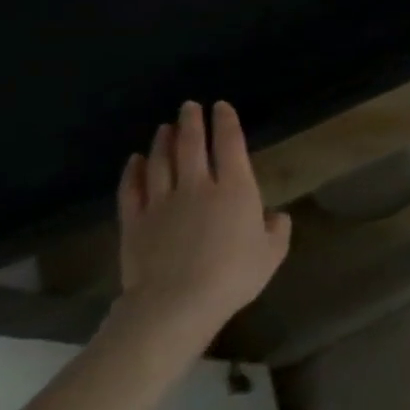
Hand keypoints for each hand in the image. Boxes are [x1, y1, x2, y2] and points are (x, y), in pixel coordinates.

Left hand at [114, 100, 291, 353]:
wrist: (176, 303)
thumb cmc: (234, 275)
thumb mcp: (272, 253)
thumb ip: (277, 229)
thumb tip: (274, 216)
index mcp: (236, 190)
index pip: (231, 145)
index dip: (227, 123)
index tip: (222, 107)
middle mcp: (198, 186)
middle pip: (192, 146)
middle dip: (192, 122)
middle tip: (189, 106)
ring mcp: (162, 202)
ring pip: (160, 162)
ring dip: (163, 141)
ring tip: (165, 128)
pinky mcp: (135, 221)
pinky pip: (132, 188)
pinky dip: (133, 170)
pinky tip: (135, 160)